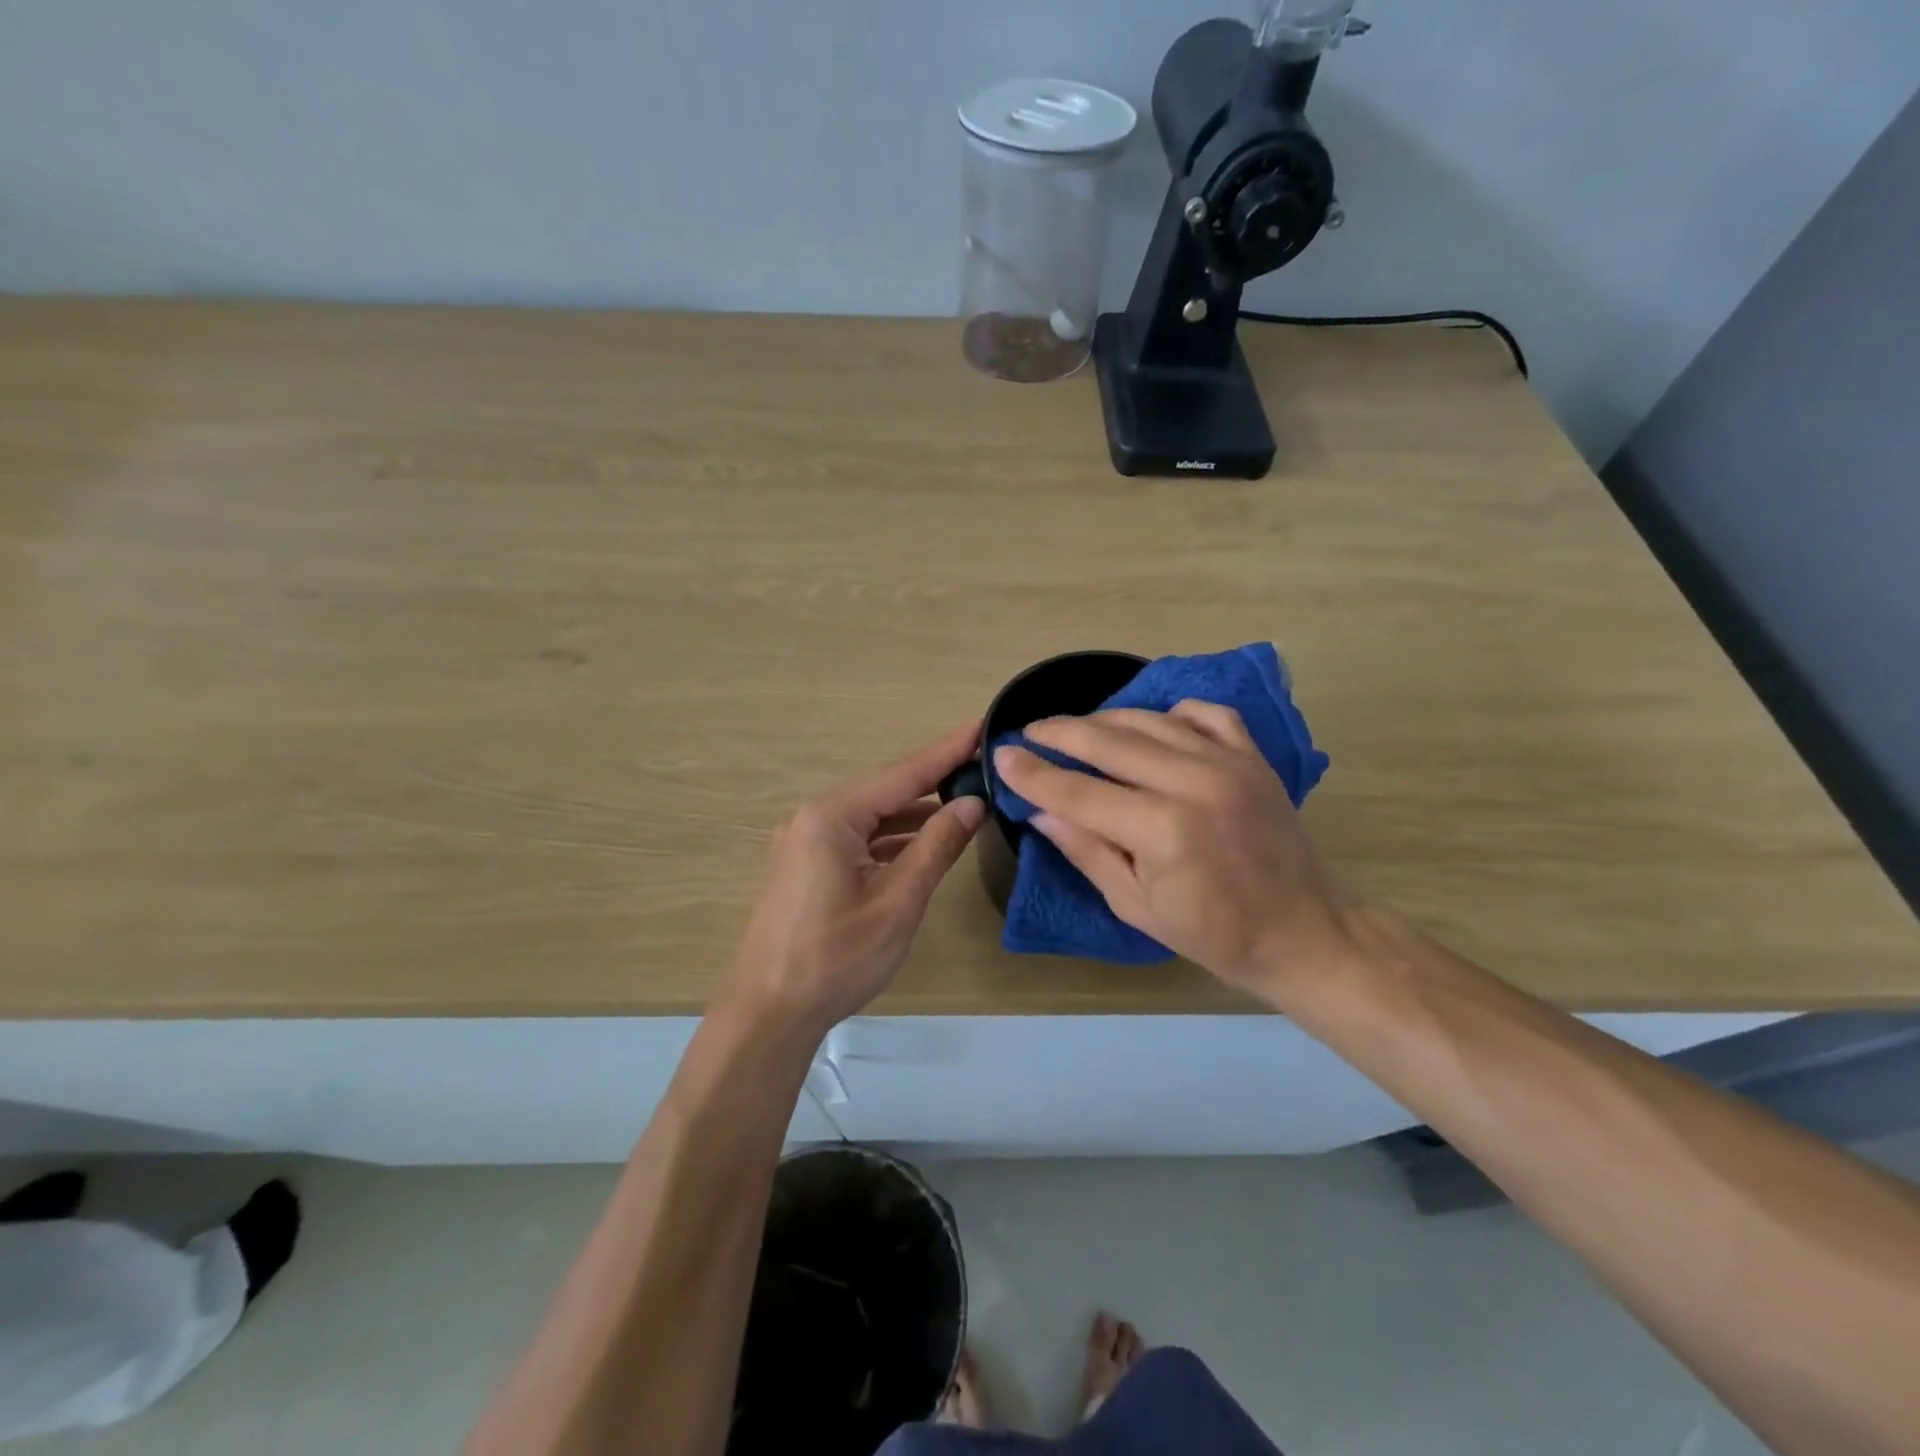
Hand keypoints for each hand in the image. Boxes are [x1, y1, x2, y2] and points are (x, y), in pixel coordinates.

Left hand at [726, 721, 986, 1039]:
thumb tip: (972, 803)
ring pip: (871, 818)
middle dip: (934, 780)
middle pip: (886, 792)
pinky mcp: (805, 866)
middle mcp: (814, 818)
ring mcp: (805, 842)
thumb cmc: (836, 958)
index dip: (947, 751)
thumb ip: (936, 847)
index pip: (903, 774)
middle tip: (982, 764)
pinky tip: (922, 845)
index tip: (982, 724)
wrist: (769, 1013)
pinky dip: (891, 840)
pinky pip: (856, 839)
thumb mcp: (898, 902)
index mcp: (832, 817)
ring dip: (914, 814)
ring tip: (964, 804)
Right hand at [995, 702, 1360, 1002]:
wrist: (1305, 932)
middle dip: (1060, 733)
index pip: (1079, 792)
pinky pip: (1203, 714)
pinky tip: (1151, 727)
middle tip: (1029, 731)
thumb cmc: (1215, 934)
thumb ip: (1087, 851)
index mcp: (1164, 830)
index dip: (1034, 774)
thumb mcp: (1136, 906)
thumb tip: (1040, 812)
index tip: (1002, 754)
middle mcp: (1195, 783)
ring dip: (1104, 720)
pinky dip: (1169, 713)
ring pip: (1150, 720)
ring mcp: (1229, 763)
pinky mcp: (1253, 757)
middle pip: (1109, 741)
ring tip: (1076, 729)